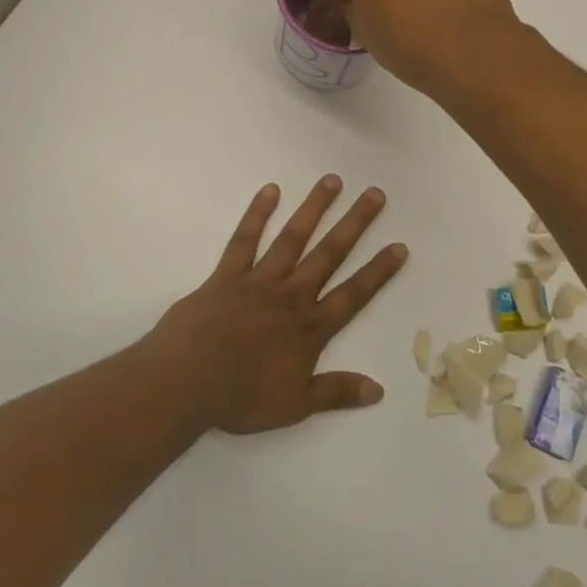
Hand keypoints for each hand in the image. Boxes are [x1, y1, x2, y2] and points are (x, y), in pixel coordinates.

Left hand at [145, 177, 406, 433]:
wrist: (187, 381)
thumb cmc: (241, 398)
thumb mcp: (295, 406)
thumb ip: (336, 392)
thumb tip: (379, 390)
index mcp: (310, 328)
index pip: (354, 294)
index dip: (378, 272)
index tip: (399, 246)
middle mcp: (291, 295)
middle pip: (329, 254)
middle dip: (355, 223)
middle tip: (375, 194)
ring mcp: (259, 280)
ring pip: (293, 238)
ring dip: (314, 208)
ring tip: (332, 180)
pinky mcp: (227, 274)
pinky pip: (244, 240)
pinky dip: (257, 214)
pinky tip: (270, 190)